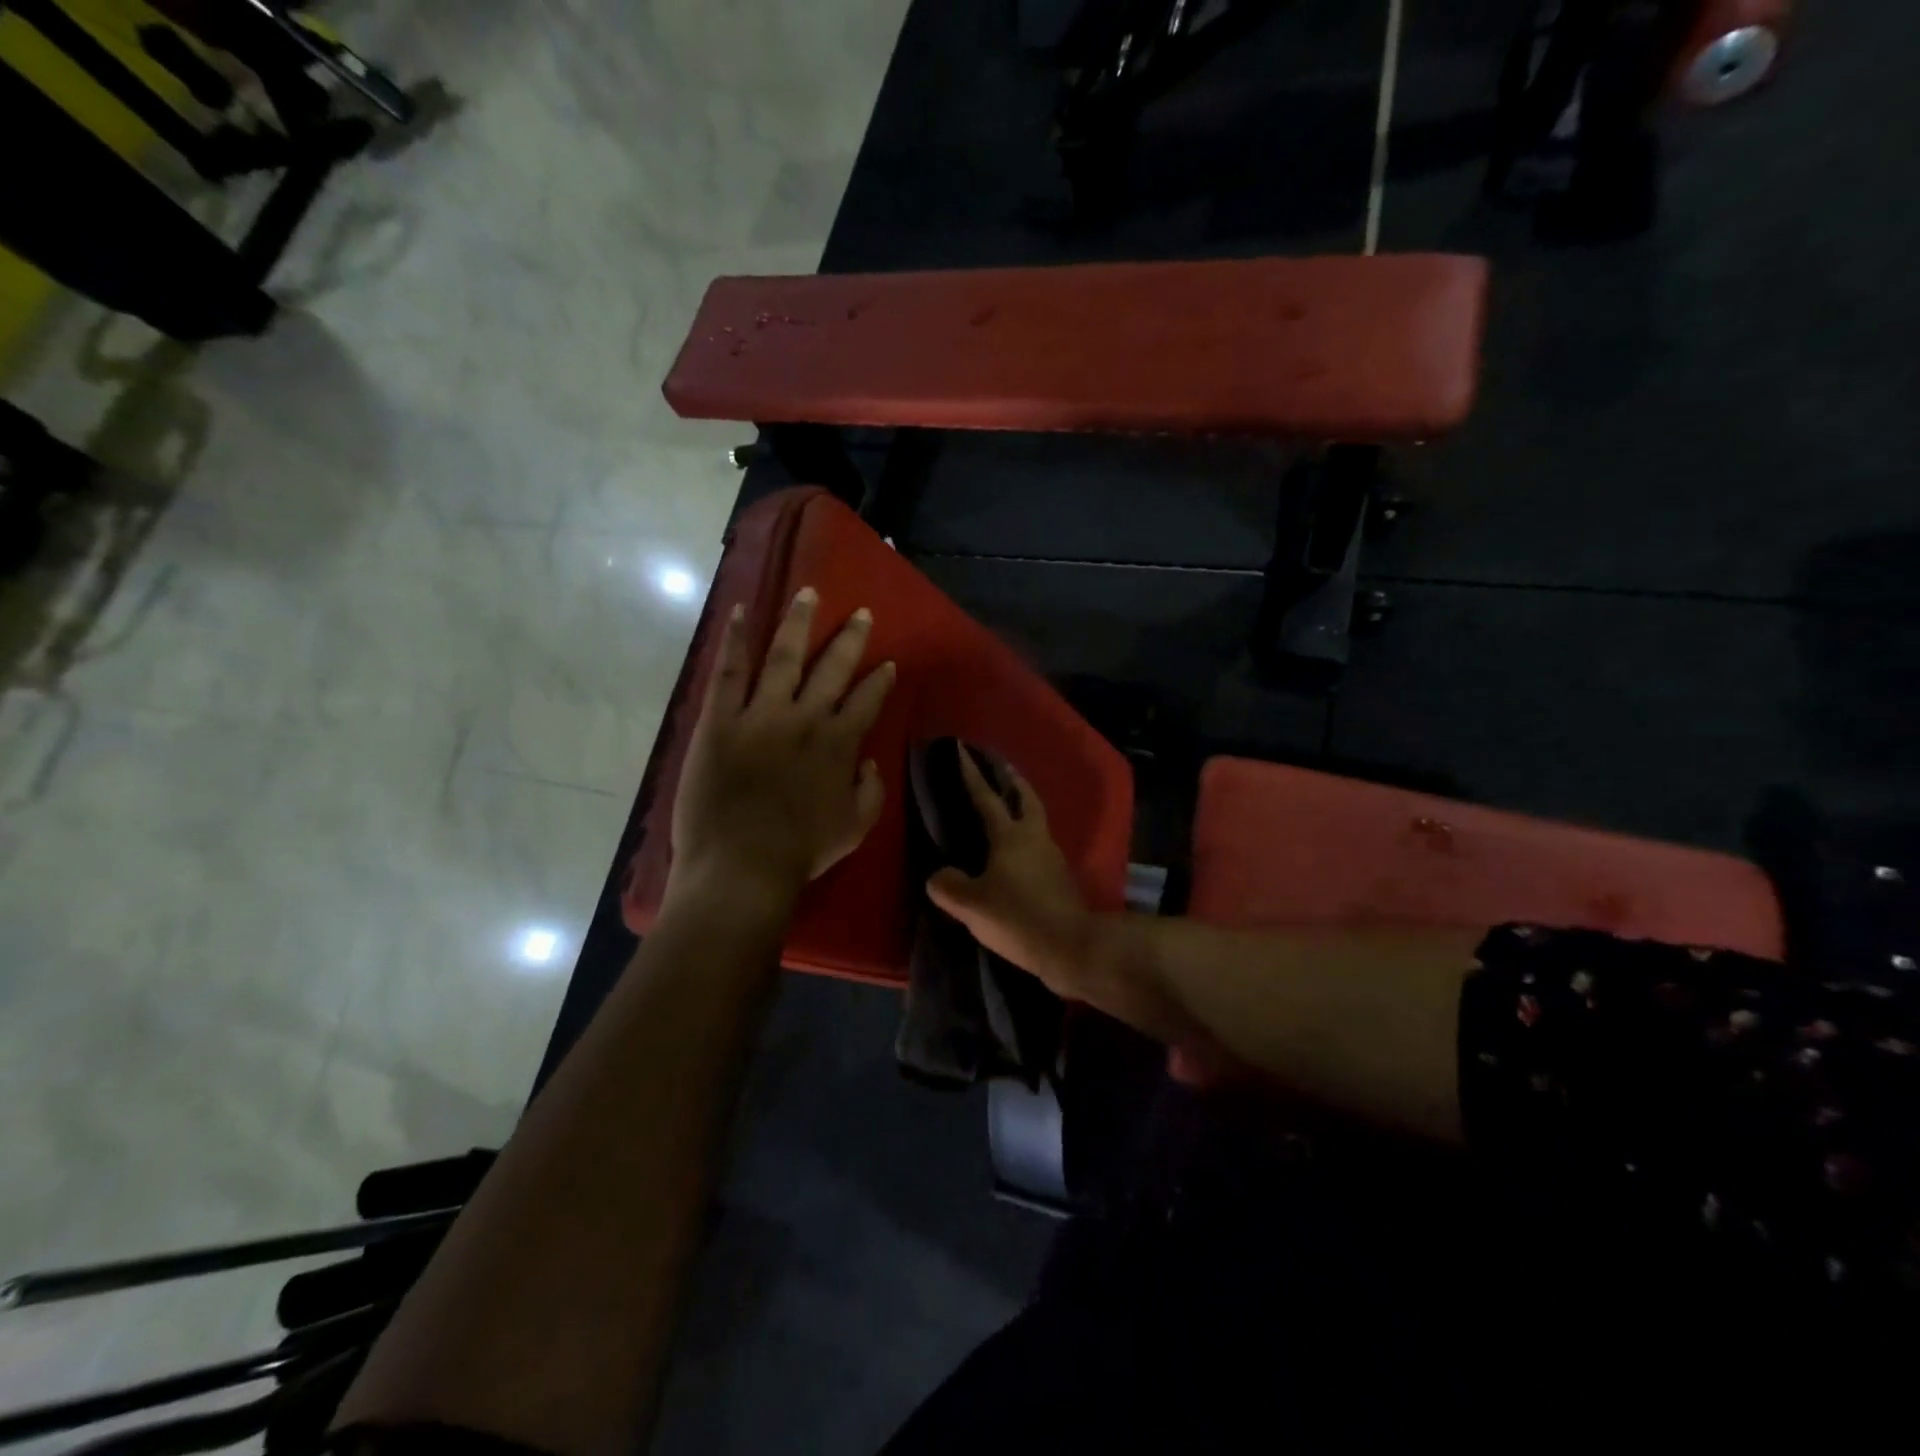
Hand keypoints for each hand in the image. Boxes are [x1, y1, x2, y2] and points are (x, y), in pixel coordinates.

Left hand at [669, 586, 895, 911]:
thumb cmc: (800, 853)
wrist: (742, 868)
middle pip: (833, 668)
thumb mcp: (854, 828)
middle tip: (861, 613)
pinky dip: (736, 639)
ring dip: (799, 623)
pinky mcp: (721, 720)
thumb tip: (868, 761)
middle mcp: (806, 718)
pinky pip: (730, 671)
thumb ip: (870, 791)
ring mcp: (761, 715)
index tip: (888, 663)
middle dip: (850, 639)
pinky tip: (742, 611)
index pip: (867, 700)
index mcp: (840, 744)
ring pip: (784, 656)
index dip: (880, 680)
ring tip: (808, 594)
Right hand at [923, 749, 1096, 996]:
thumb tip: (939, 876)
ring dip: (1023, 810)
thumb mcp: (972, 905)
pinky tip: (1016, 856)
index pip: (986, 797)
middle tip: (1002, 769)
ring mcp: (1052, 858)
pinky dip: (1027, 841)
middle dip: (1013, 782)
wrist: (1070, 946)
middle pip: (1026, 799)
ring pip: (1036, 823)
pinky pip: (1039, 848)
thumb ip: (949, 886)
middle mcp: (1034, 838)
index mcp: (1010, 836)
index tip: (963, 750)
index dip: (972, 774)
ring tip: (1007, 811)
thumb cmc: (1017, 917)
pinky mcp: (1060, 879)